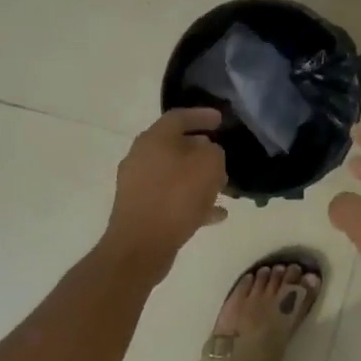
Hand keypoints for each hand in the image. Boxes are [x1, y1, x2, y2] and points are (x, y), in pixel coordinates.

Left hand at [104, 108, 228, 272]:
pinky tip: (215, 214)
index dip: (202, 115)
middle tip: (222, 156)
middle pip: (175, 146)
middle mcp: (141, 156)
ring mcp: (138, 184)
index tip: (221, 120)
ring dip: (198, 178)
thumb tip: (207, 151)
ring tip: (223, 188)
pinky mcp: (140, 209)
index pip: (179, 116)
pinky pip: (171, 198)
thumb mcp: (208, 166)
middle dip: (201, 151)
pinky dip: (192, 201)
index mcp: (154, 139)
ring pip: (175, 173)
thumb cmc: (176, 197)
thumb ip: (213, 151)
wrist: (141, 245)